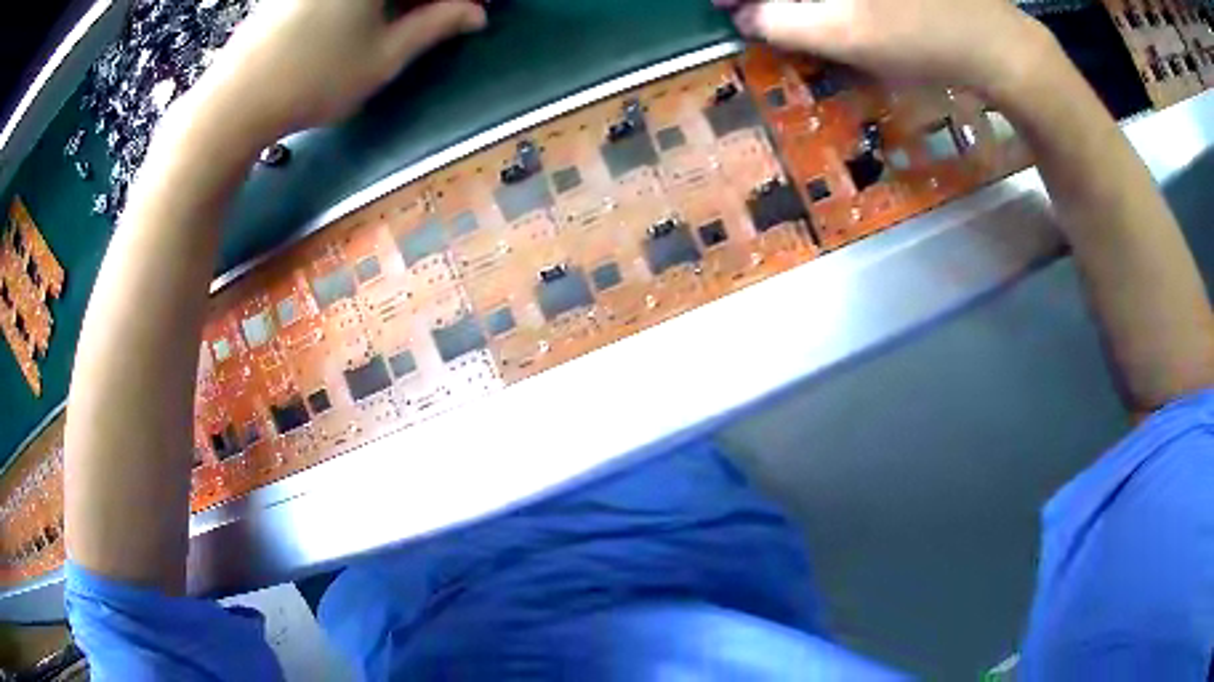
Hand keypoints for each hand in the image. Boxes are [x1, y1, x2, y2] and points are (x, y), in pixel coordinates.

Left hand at [189, 0, 486, 138]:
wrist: (233, 103)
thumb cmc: (313, 81)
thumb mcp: (383, 58)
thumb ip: (434, 27)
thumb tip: (476, 13)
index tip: (469, 10)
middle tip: (445, 15)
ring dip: (398, 0)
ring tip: (409, 19)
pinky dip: (365, 2)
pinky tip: (366, 18)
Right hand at [717, 0, 1056, 100]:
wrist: (1001, 45)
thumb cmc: (923, 38)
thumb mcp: (845, 35)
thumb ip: (781, 22)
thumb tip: (745, 15)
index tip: (723, 5)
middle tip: (754, 11)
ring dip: (801, 0)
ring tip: (787, 13)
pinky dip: (830, 2)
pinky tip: (831, 11)